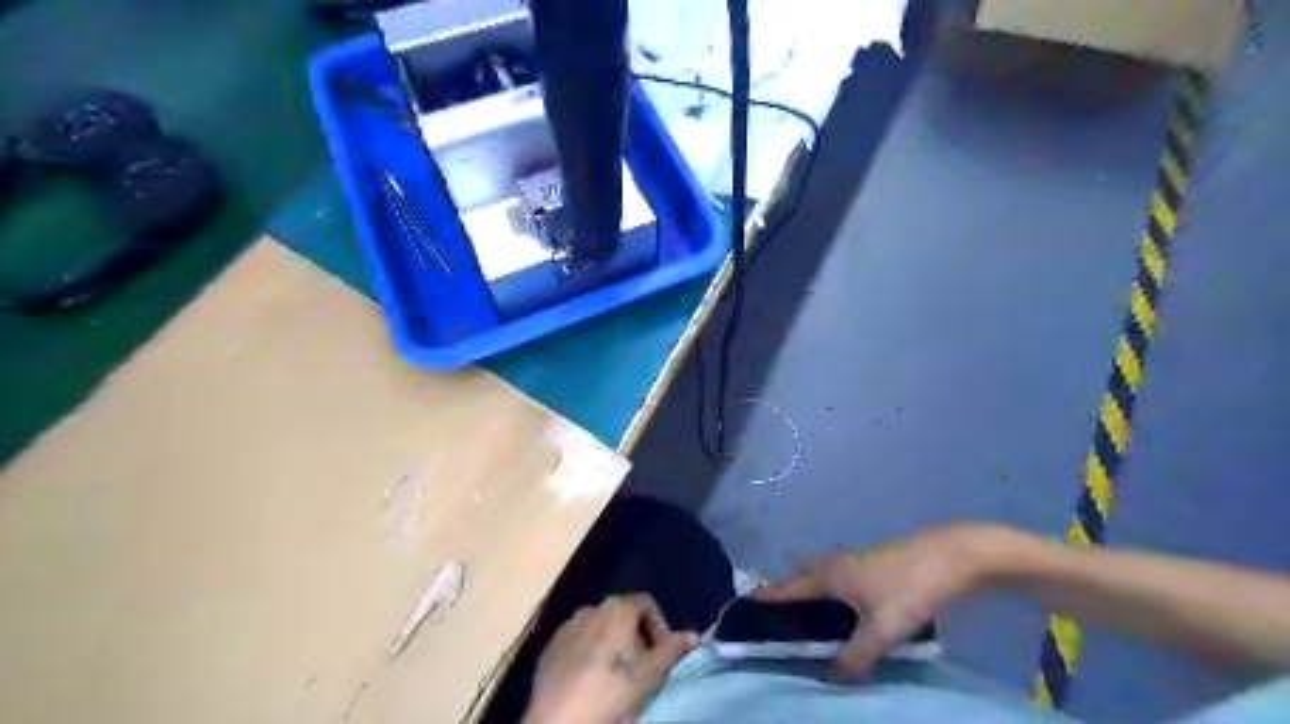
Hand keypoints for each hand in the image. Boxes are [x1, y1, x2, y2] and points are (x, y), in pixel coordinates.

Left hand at [523, 594, 701, 722]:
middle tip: (643, 670)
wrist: (558, 721)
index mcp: (617, 607)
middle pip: (623, 615)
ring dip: (612, 647)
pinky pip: (578, 643)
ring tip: (616, 679)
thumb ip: (673, 650)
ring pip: (599, 629)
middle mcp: (591, 607)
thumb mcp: (651, 675)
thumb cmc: (611, 693)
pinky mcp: (549, 647)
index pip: (647, 603)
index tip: (663, 656)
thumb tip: (693, 636)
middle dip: (637, 638)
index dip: (660, 627)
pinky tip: (590, 682)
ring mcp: (566, 626)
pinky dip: (588, 655)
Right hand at [758, 524, 1005, 674]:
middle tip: (777, 618)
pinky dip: (832, 594)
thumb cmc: (909, 589)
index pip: (787, 588)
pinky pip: (840, 579)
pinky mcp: (874, 566)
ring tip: (809, 620)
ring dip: (810, 593)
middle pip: (800, 577)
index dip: (765, 597)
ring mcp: (855, 562)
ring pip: (821, 576)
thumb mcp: (883, 630)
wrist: (950, 557)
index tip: (744, 605)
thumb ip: (856, 657)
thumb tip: (831, 677)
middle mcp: (835, 565)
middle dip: (785, 594)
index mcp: (828, 576)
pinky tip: (846, 613)